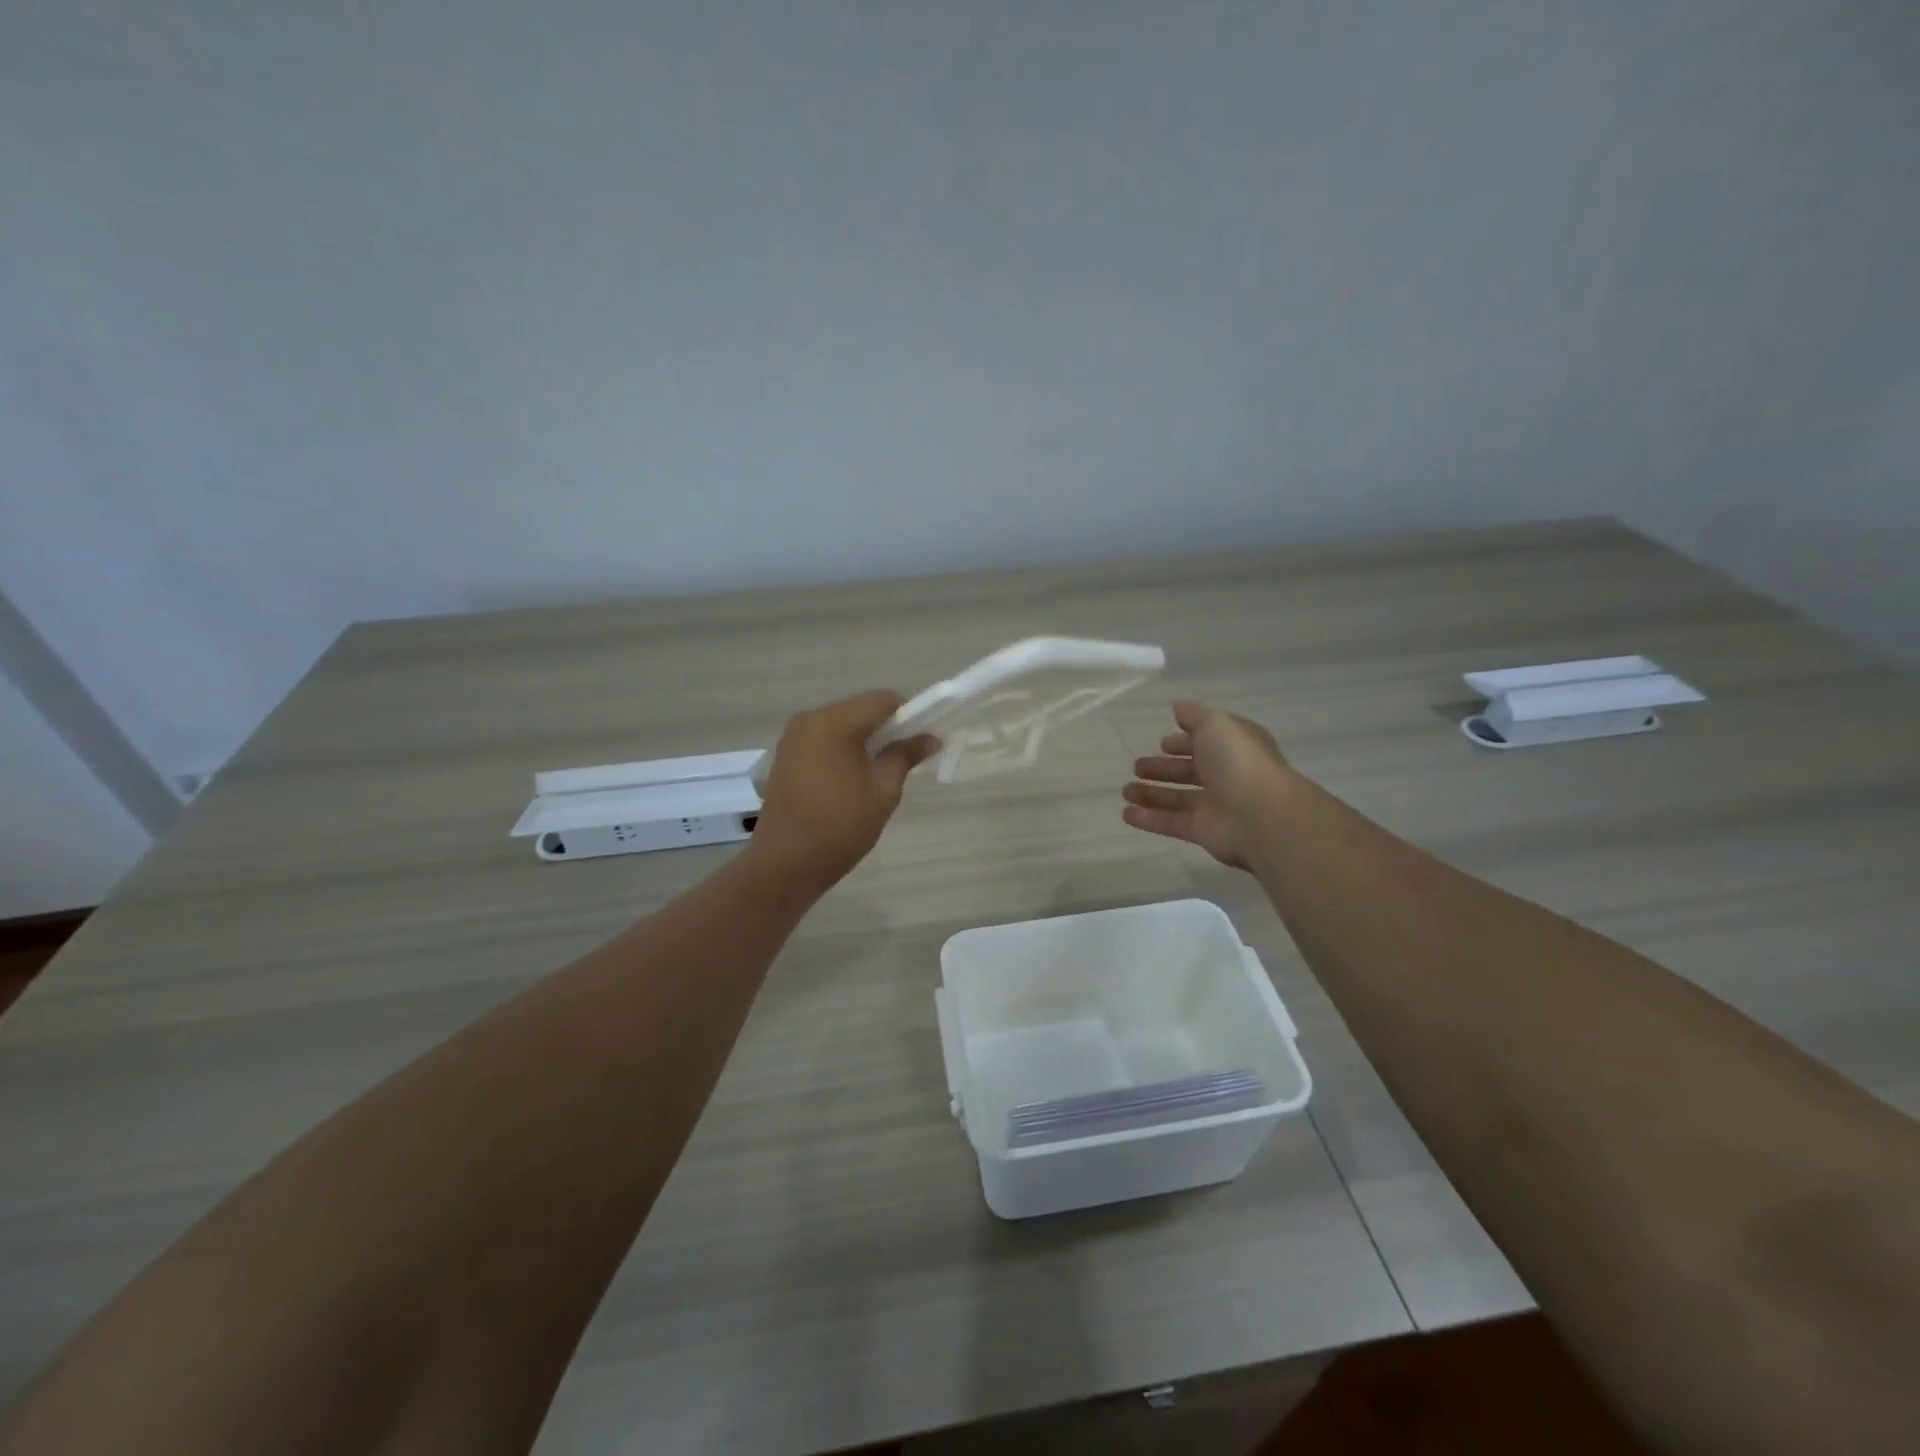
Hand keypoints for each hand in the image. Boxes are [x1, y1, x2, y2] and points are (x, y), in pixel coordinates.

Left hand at [749, 690, 939, 888]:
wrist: (785, 864)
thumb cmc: (840, 827)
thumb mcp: (883, 791)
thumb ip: (905, 756)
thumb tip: (930, 738)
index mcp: (833, 722)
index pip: (883, 700)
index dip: (910, 715)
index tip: (922, 742)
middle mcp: (809, 719)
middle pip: (860, 709)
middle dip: (887, 728)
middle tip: (906, 759)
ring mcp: (793, 737)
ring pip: (842, 724)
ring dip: (865, 739)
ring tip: (879, 773)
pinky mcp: (786, 755)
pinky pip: (824, 740)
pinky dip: (844, 749)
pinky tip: (852, 779)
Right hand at [1122, 699, 1290, 869]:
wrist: (1260, 814)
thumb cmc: (1238, 760)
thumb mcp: (1215, 724)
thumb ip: (1194, 715)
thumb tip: (1178, 707)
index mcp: (1233, 747)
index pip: (1205, 742)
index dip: (1184, 742)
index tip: (1162, 743)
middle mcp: (1226, 775)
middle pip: (1189, 771)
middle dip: (1163, 769)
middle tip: (1137, 767)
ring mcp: (1215, 805)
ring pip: (1177, 798)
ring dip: (1151, 794)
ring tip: (1125, 791)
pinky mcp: (1203, 831)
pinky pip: (1171, 823)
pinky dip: (1149, 819)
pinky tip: (1126, 814)